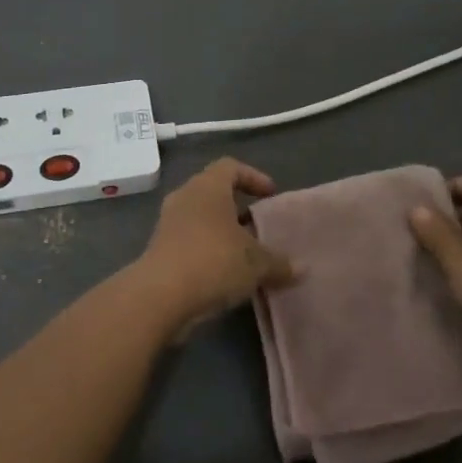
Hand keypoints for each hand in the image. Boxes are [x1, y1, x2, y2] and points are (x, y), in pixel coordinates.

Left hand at [134, 158, 297, 341]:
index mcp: (208, 187)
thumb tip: (302, 268)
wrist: (160, 296)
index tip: (270, 196)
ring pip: (200, 218)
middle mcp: (185, 197)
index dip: (253, 177)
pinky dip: (207, 251)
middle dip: (237, 207)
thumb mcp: (256, 264)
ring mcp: (168, 223)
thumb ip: (279, 263)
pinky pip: (189, 241)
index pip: (230, 167)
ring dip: (222, 232)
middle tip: (259, 226)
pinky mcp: (159, 249)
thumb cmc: (213, 261)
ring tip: (245, 254)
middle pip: (214, 192)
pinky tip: (225, 275)